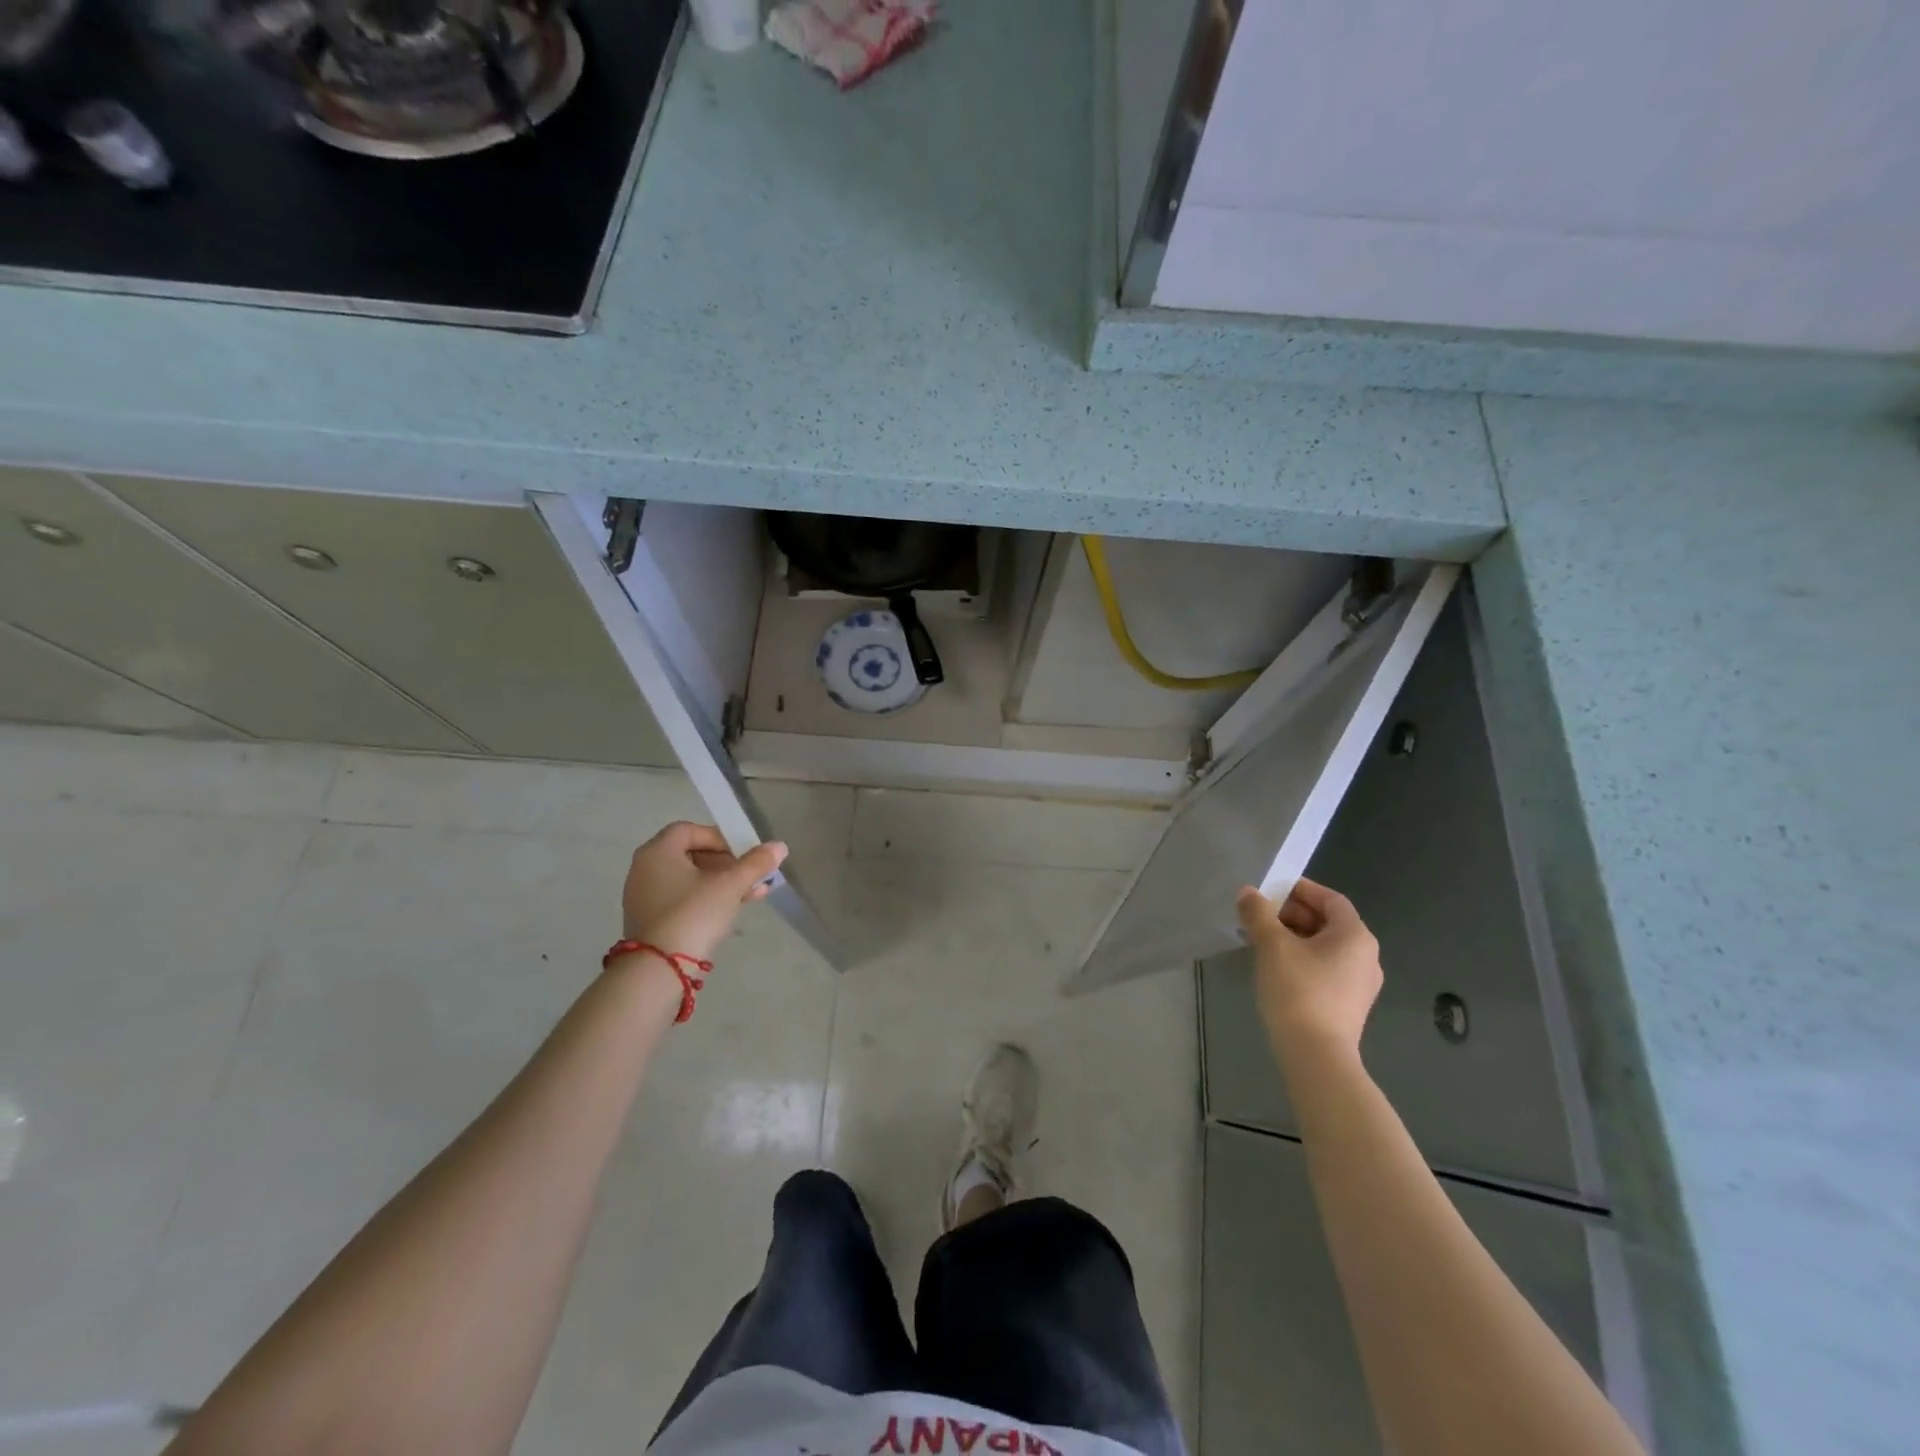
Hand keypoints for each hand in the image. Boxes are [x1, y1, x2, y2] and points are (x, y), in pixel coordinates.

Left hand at [620, 823, 787, 964]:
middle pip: (691, 854)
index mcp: (658, 852)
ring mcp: (644, 896)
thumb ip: (755, 863)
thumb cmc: (694, 914)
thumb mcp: (730, 886)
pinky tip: (733, 909)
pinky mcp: (650, 920)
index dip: (720, 837)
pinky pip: (681, 898)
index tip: (743, 852)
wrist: (660, 969)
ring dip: (721, 882)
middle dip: (726, 863)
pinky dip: (705, 898)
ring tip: (752, 893)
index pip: (690, 830)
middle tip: (750, 873)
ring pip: (689, 879)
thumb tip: (780, 846)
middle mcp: (645, 868)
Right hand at [1235, 877, 1381, 1059]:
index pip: (1330, 899)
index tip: (1270, 891)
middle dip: (1292, 914)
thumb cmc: (1298, 990)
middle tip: (1260, 917)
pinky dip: (1302, 960)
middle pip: (1328, 922)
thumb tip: (1248, 893)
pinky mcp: (1348, 1005)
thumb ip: (1258, 913)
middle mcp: (1366, 956)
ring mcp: (1360, 984)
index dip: (1300, 890)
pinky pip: (1325, 969)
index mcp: (1355, 936)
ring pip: (1325, 947)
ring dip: (1294, 938)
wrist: (1316, 1056)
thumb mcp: (1272, 945)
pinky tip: (1276, 969)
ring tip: (1261, 942)